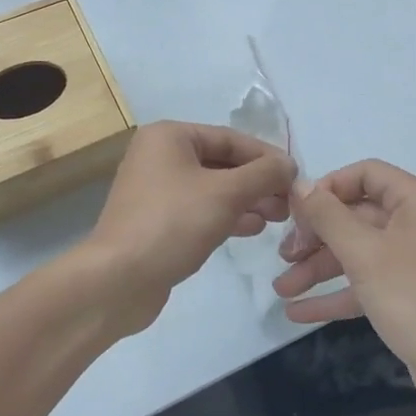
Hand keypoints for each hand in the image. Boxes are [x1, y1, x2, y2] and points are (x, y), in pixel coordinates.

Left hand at [81, 121, 296, 333]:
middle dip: (257, 182)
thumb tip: (289, 164)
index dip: (267, 157)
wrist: (118, 279)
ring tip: (277, 218)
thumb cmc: (173, 223)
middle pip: (221, 162)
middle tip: (289, 203)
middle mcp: (159, 156)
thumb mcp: (226, 193)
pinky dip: (226, 215)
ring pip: (213, 188)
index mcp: (169, 136)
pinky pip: (199, 210)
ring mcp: (156, 190)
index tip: (297, 177)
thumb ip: (263, 174)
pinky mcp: (157, 221)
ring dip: (246, 200)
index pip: (230, 138)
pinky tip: (252, 228)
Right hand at [274, 160, 415, 415]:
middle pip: (356, 215)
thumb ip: (327, 216)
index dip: (328, 187)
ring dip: (318, 268)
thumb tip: (298, 184)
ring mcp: (413, 264)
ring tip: (281, 288)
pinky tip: (298, 312)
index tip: (296, 211)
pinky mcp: (408, 298)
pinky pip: (365, 285)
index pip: (365, 174)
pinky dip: (335, 295)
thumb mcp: (364, 253)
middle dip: (316, 235)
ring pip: (357, 253)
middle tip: (283, 255)